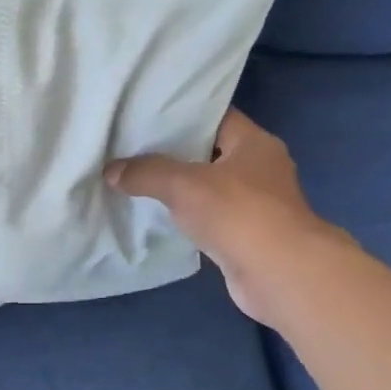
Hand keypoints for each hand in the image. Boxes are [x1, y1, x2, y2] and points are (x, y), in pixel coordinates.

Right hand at [106, 109, 343, 322]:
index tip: (146, 117)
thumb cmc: (238, 213)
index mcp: (254, 143)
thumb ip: (146, 173)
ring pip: (209, 188)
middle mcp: (260, 169)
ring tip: (138, 181)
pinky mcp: (247, 236)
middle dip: (174, 152)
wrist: (279, 274)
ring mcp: (257, 205)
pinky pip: (210, 218)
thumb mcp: (183, 184)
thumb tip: (111, 171)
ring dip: (180, 189)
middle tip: (132, 148)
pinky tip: (159, 218)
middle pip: (210, 152)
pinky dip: (188, 218)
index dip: (182, 114)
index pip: (215, 116)